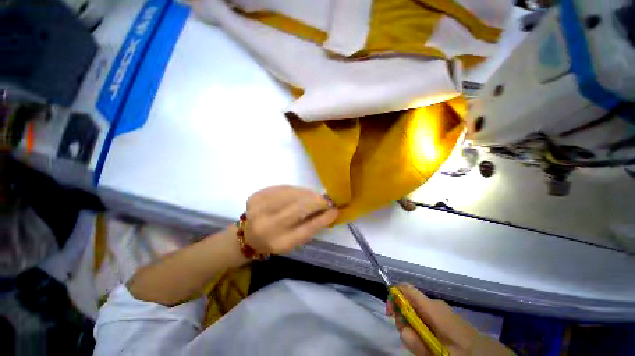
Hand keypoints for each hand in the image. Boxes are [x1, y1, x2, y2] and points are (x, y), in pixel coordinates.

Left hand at [244, 186, 337, 254]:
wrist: (247, 235)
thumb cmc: (275, 240)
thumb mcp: (293, 241)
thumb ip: (310, 227)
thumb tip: (328, 211)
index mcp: (279, 243)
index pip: (307, 228)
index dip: (323, 218)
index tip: (336, 210)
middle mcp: (268, 226)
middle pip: (299, 208)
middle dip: (316, 201)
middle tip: (326, 199)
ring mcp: (260, 209)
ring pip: (292, 194)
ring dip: (307, 193)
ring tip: (314, 195)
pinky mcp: (256, 196)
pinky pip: (282, 188)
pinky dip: (295, 190)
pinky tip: (299, 193)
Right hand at [387, 284, 512, 355]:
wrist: (487, 354)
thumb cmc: (462, 352)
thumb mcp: (436, 352)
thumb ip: (417, 342)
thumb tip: (402, 329)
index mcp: (432, 307)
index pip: (405, 288)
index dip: (393, 295)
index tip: (390, 314)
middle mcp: (434, 304)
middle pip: (408, 300)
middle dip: (402, 316)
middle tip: (408, 337)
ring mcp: (439, 309)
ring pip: (415, 310)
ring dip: (412, 324)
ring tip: (420, 344)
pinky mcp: (443, 316)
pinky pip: (424, 316)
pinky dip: (420, 326)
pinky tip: (427, 341)